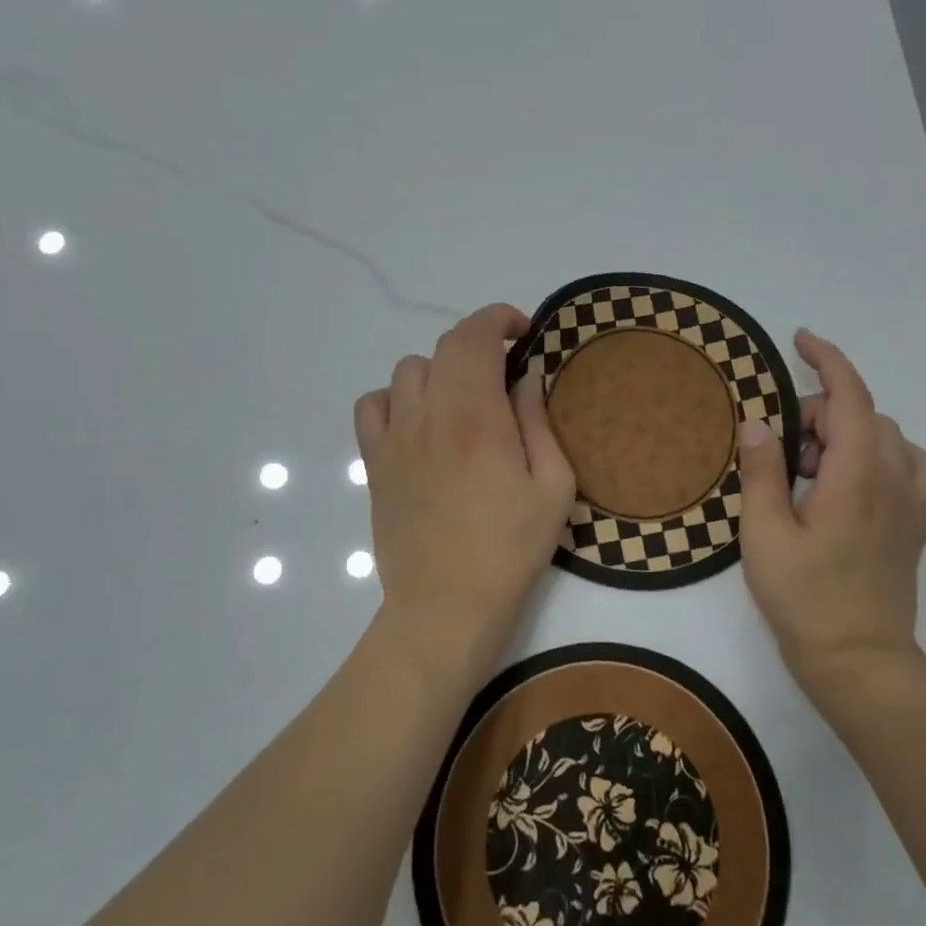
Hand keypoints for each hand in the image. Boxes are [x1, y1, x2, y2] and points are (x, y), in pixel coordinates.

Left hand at [355, 304, 576, 684]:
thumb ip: (539, 421)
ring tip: (463, 398)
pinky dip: (396, 398)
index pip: (475, 335)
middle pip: (444, 347)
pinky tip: (419, 421)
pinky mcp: (374, 463)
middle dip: (479, 342)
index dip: (499, 318)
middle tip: (505, 369)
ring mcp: (394, 437)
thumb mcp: (553, 487)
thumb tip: (526, 377)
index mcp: (476, 415)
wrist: (445, 607)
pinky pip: (372, 406)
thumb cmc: (509, 550)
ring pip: (408, 370)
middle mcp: (429, 414)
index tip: (524, 331)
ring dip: (441, 369)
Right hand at [736, 329, 925, 694]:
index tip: (799, 340)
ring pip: (886, 434)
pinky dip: (882, 452)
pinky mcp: (917, 522)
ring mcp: (912, 501)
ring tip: (812, 469)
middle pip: (862, 413)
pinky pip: (910, 462)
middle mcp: (893, 478)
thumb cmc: (805, 599)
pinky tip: (856, 477)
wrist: (860, 661)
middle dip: (820, 412)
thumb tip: (758, 423)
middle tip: (782, 452)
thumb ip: (762, 471)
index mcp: (855, 475)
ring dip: (848, 432)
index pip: (849, 395)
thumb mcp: (764, 534)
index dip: (826, 358)